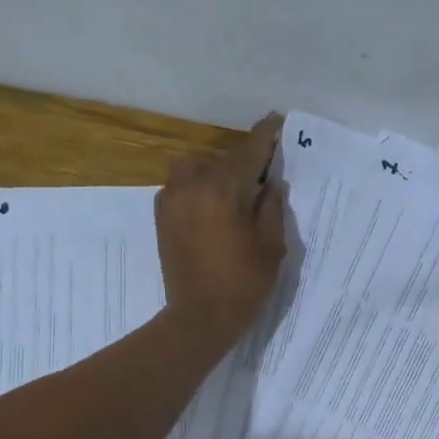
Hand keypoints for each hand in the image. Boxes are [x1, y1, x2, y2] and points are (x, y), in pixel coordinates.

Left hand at [156, 114, 286, 345]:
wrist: (199, 318)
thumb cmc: (244, 283)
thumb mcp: (271, 245)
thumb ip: (271, 207)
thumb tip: (270, 184)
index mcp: (221, 190)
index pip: (247, 152)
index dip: (264, 136)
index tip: (276, 120)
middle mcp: (191, 186)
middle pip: (219, 158)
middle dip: (240, 160)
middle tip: (262, 173)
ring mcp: (171, 201)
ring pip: (194, 167)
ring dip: (215, 170)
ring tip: (234, 189)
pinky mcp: (162, 217)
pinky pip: (180, 186)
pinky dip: (198, 186)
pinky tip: (213, 205)